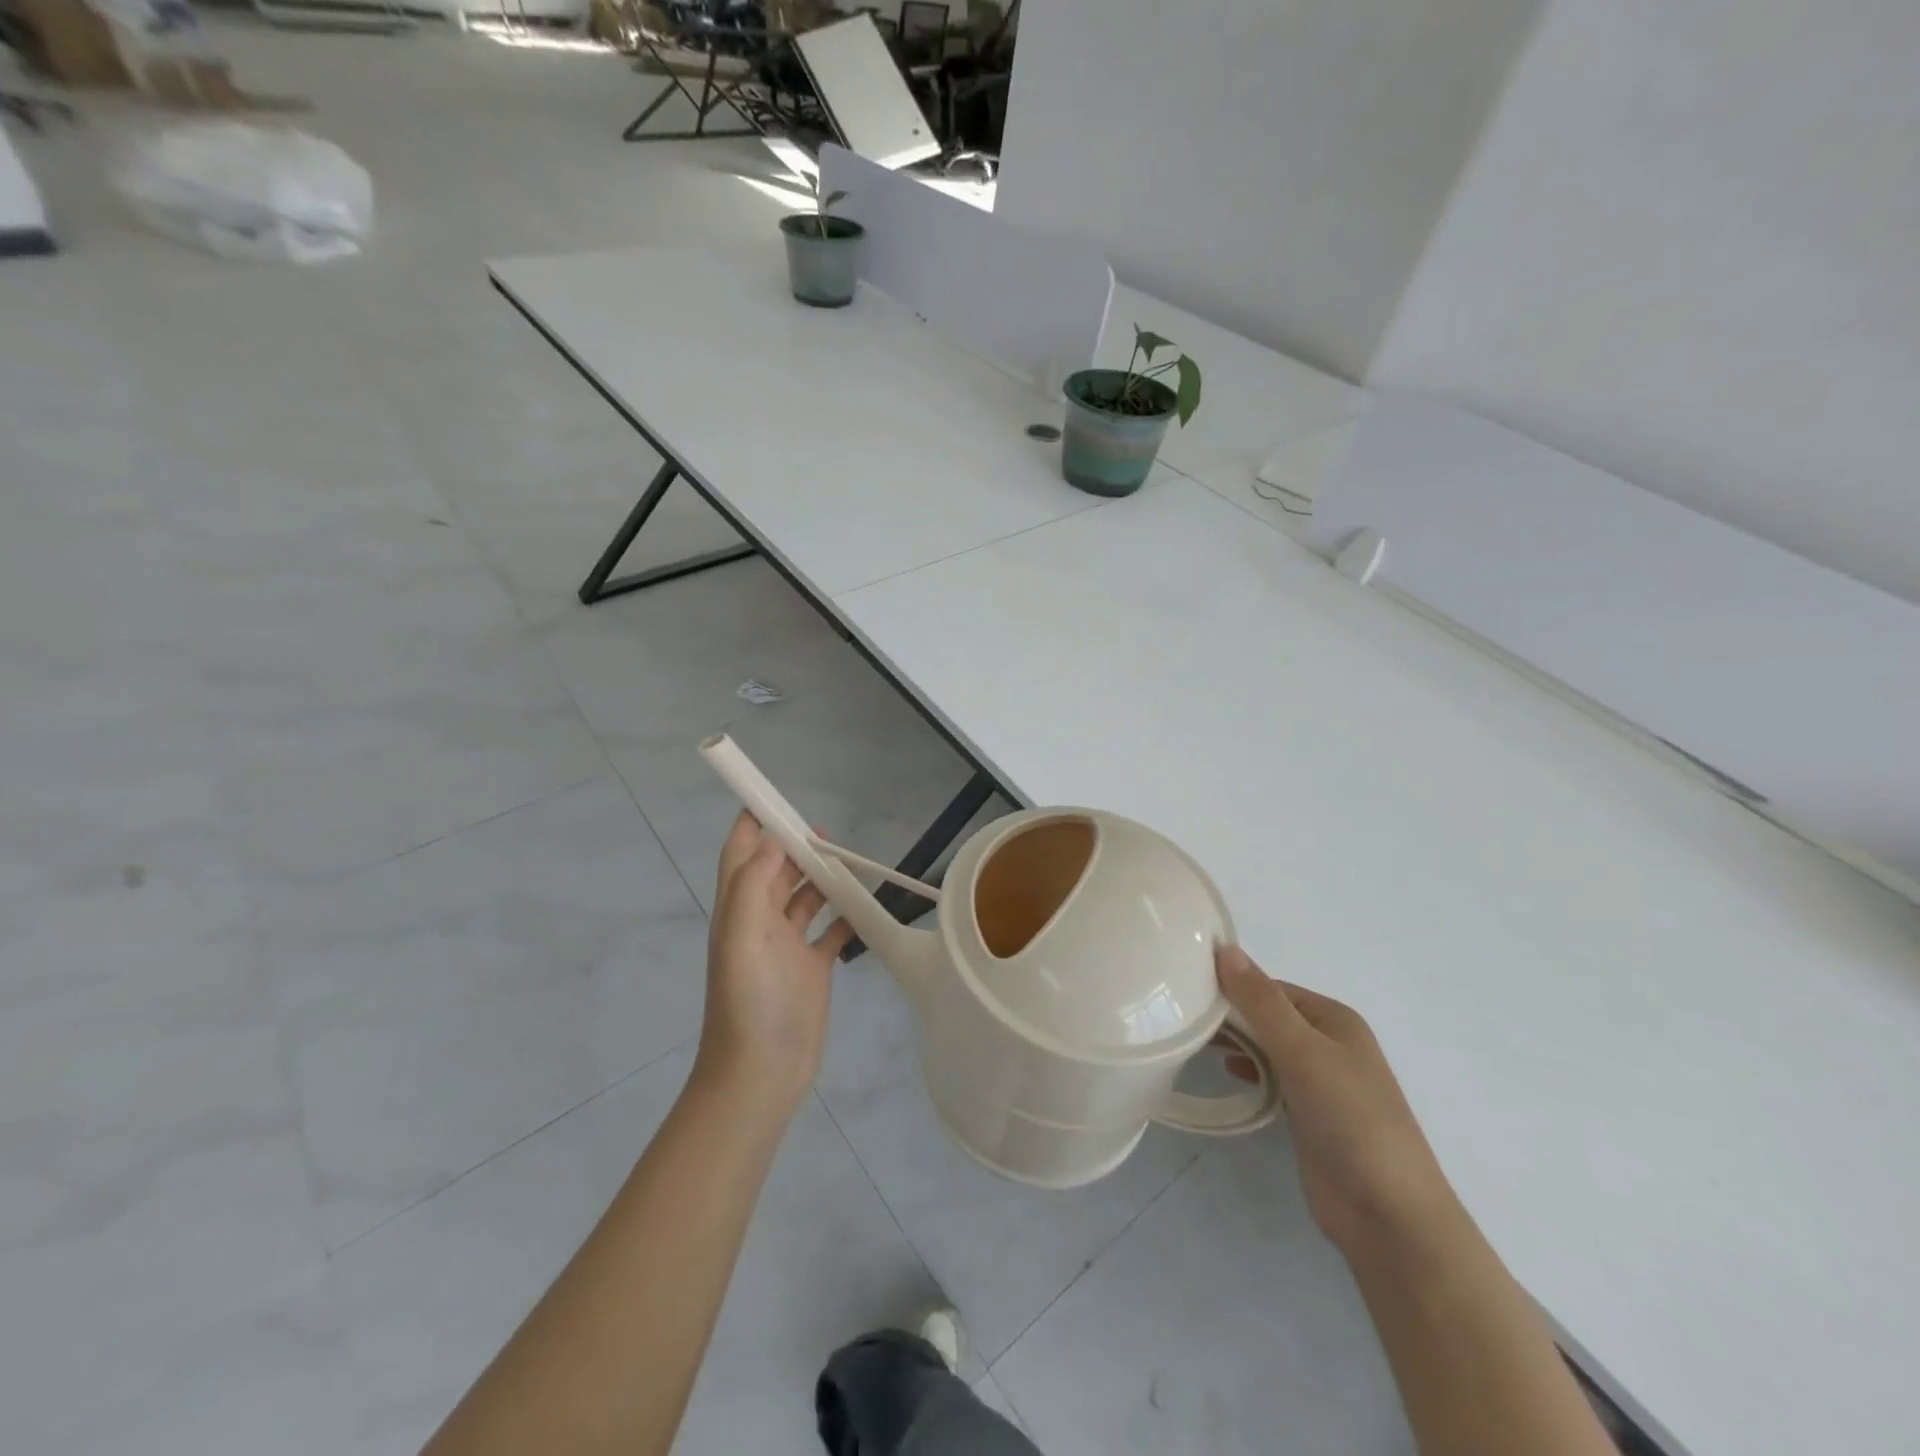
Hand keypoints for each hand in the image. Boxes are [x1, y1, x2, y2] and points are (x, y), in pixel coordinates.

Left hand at [694, 812, 851, 1118]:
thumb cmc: (748, 1002)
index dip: (751, 825)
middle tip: (823, 830)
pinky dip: (844, 914)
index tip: (771, 797)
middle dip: (793, 846)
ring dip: (821, 876)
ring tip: (846, 859)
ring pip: (805, 897)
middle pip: (776, 871)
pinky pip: (830, 930)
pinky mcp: (811, 967)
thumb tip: (769, 838)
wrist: (761, 1073)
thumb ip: (752, 884)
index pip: (740, 855)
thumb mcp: (742, 937)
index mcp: (739, 910)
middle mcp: (761, 922)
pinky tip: (863, 904)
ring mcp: (787, 945)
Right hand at [1216, 944, 1459, 1255]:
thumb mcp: (1302, 1051)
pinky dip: (1248, 1070)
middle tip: (1180, 1016)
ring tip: (1193, 1041)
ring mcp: (1320, 1081)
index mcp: (1334, 1019)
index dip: (1231, 985)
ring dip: (1236, 1041)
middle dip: (1230, 1014)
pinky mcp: (1309, 1114)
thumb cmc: (1350, 1119)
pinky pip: (1271, 1078)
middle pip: (1267, 1015)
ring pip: (1267, 1047)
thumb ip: (1261, 1001)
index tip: (1185, 989)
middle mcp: (1328, 1043)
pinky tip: (1227, 1074)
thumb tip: (1224, 948)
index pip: (1270, 988)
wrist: (1389, 1215)